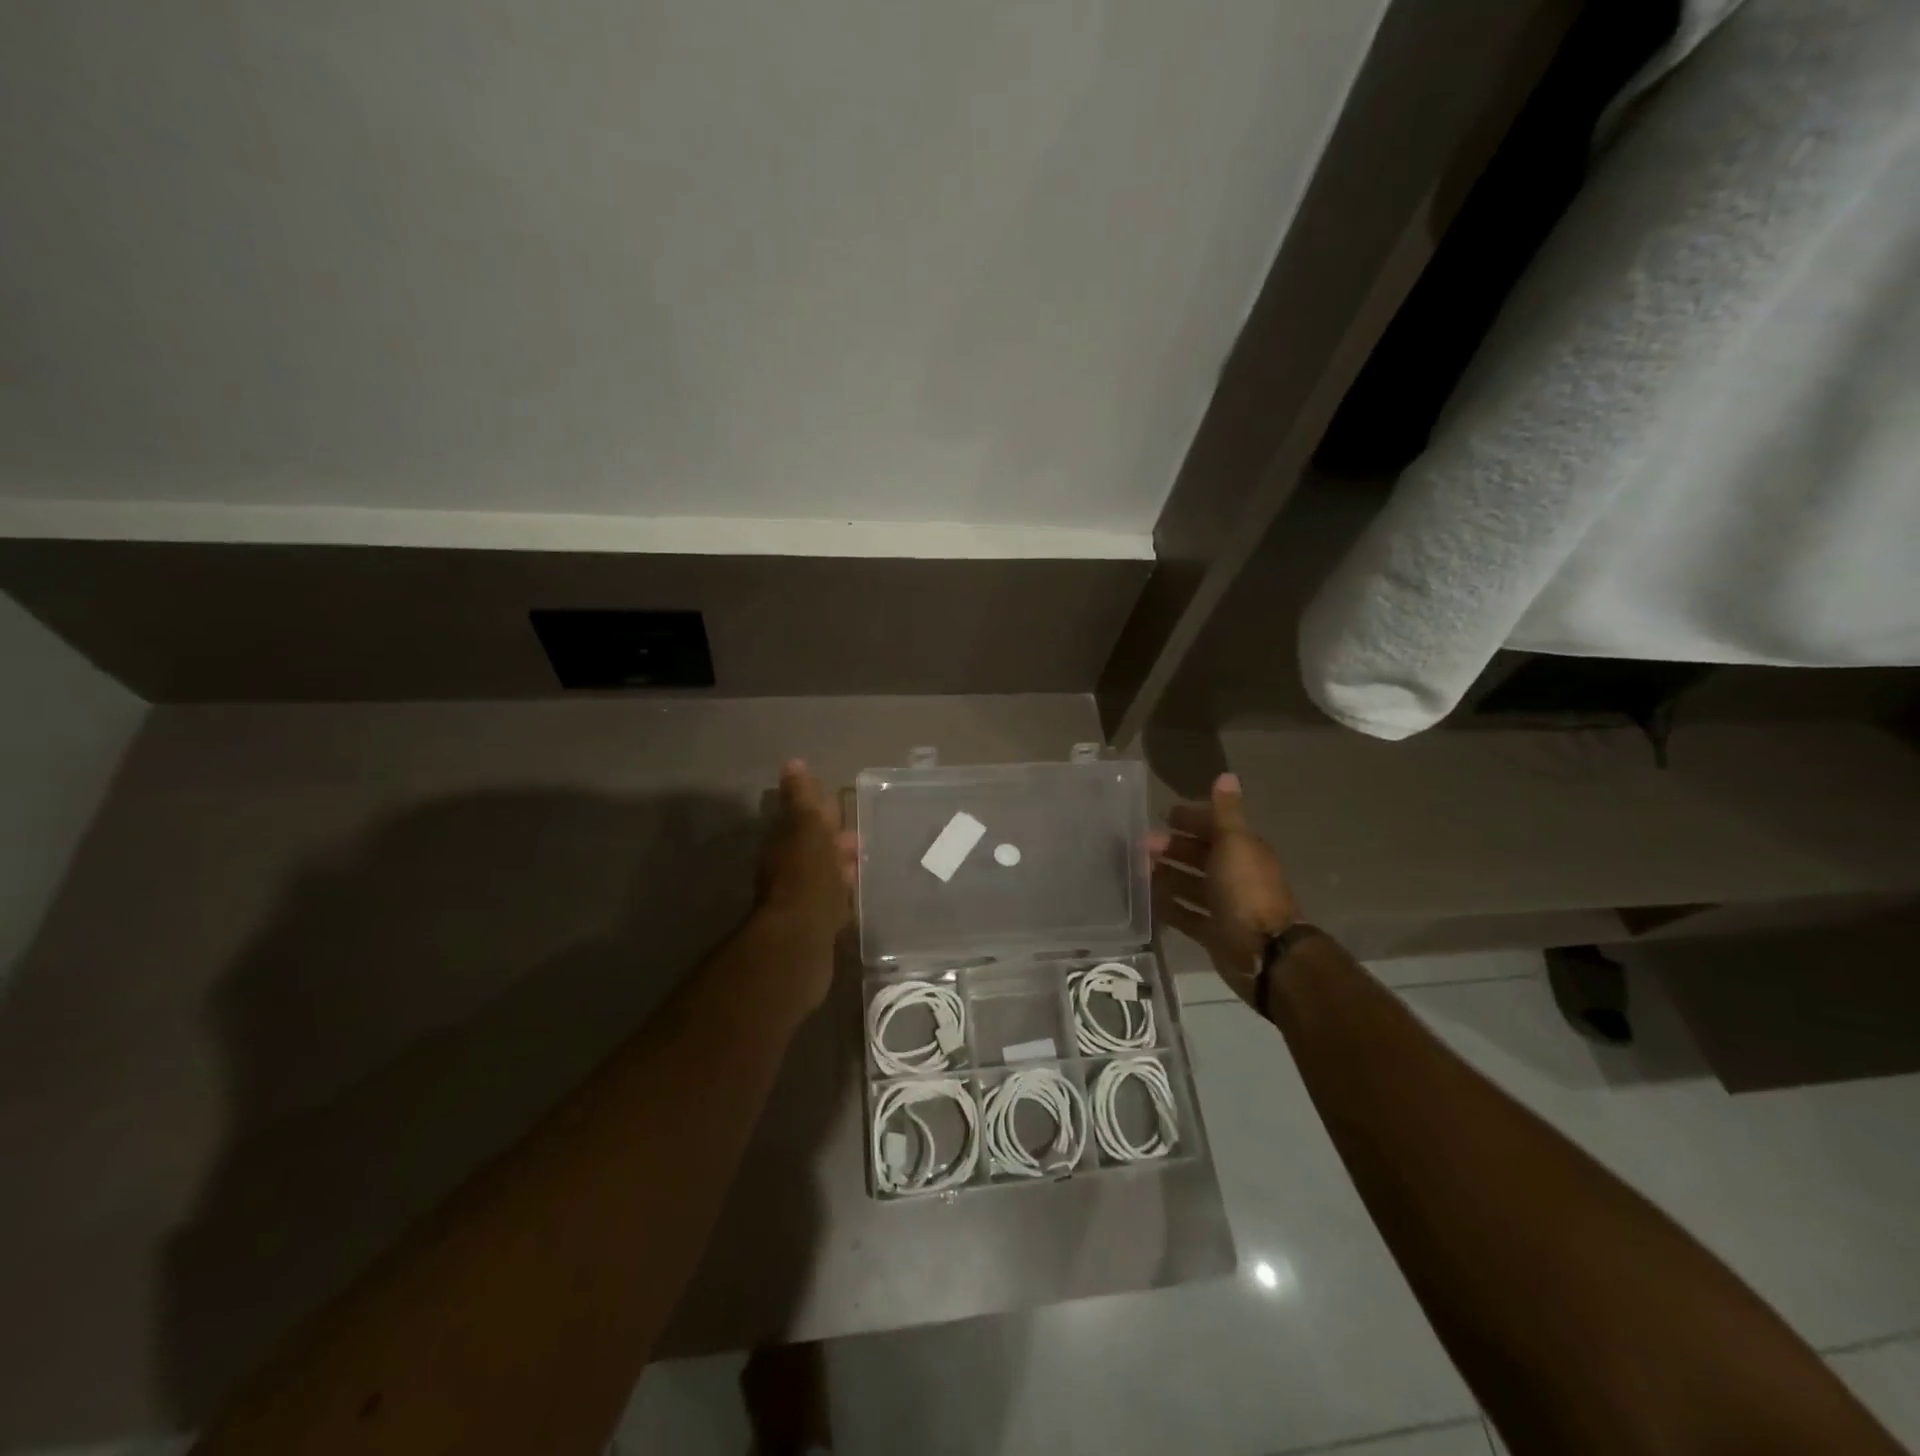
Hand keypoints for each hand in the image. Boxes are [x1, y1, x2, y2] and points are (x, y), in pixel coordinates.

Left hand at [756, 760, 857, 1005]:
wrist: (800, 942)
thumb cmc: (807, 878)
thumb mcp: (806, 829)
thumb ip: (802, 799)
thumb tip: (793, 764)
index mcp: (786, 844)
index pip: (804, 820)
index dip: (822, 813)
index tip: (844, 805)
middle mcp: (788, 870)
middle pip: (814, 850)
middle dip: (835, 841)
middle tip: (861, 837)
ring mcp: (801, 900)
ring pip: (823, 877)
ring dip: (840, 869)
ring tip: (866, 866)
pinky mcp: (815, 928)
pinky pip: (831, 904)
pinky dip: (843, 897)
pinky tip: (859, 899)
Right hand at [1150, 773, 1298, 1007]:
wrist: (1264, 951)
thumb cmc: (1246, 890)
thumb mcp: (1234, 843)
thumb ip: (1225, 812)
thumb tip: (1227, 775)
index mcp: (1242, 850)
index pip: (1214, 828)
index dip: (1191, 820)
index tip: (1164, 816)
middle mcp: (1234, 875)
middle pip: (1199, 856)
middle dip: (1173, 847)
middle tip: (1142, 845)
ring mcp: (1223, 905)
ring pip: (1190, 884)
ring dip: (1167, 876)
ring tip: (1137, 871)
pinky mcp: (1213, 932)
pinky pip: (1185, 915)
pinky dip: (1168, 906)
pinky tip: (1147, 900)